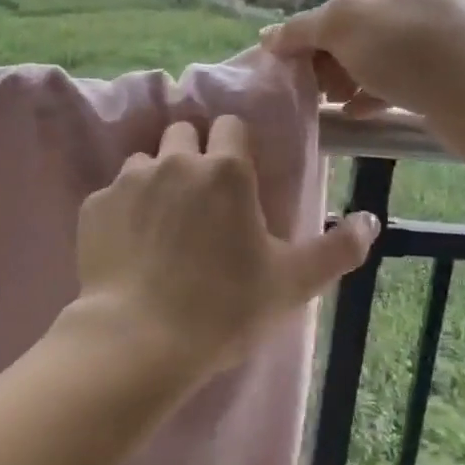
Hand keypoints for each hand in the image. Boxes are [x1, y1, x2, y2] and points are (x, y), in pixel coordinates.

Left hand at [76, 116, 379, 380]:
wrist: (140, 339)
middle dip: (193, 154)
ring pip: (144, 161)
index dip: (234, 147)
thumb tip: (371, 220)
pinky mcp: (94, 206)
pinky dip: (122, 210)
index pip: (230, 126)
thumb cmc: (225, 308)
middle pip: (182, 133)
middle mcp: (173, 161)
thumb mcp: (292, 283)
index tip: (237, 178)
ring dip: (156, 180)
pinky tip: (130, 246)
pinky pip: (112, 194)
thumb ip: (336, 248)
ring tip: (163, 224)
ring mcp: (128, 181)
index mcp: (224, 170)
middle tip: (201, 200)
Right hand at [260, 0, 464, 148]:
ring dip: (349, 77)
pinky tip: (355, 111)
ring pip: (379, 53)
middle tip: (316, 87)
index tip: (301, 65)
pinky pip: (401, 74)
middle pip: (360, 27)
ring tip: (332, 101)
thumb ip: (300, 29)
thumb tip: (267, 37)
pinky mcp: (451, 66)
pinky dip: (375, 90)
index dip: (316, 34)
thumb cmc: (409, 50)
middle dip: (332, 59)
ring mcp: (444, 30)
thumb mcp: (342, 28)